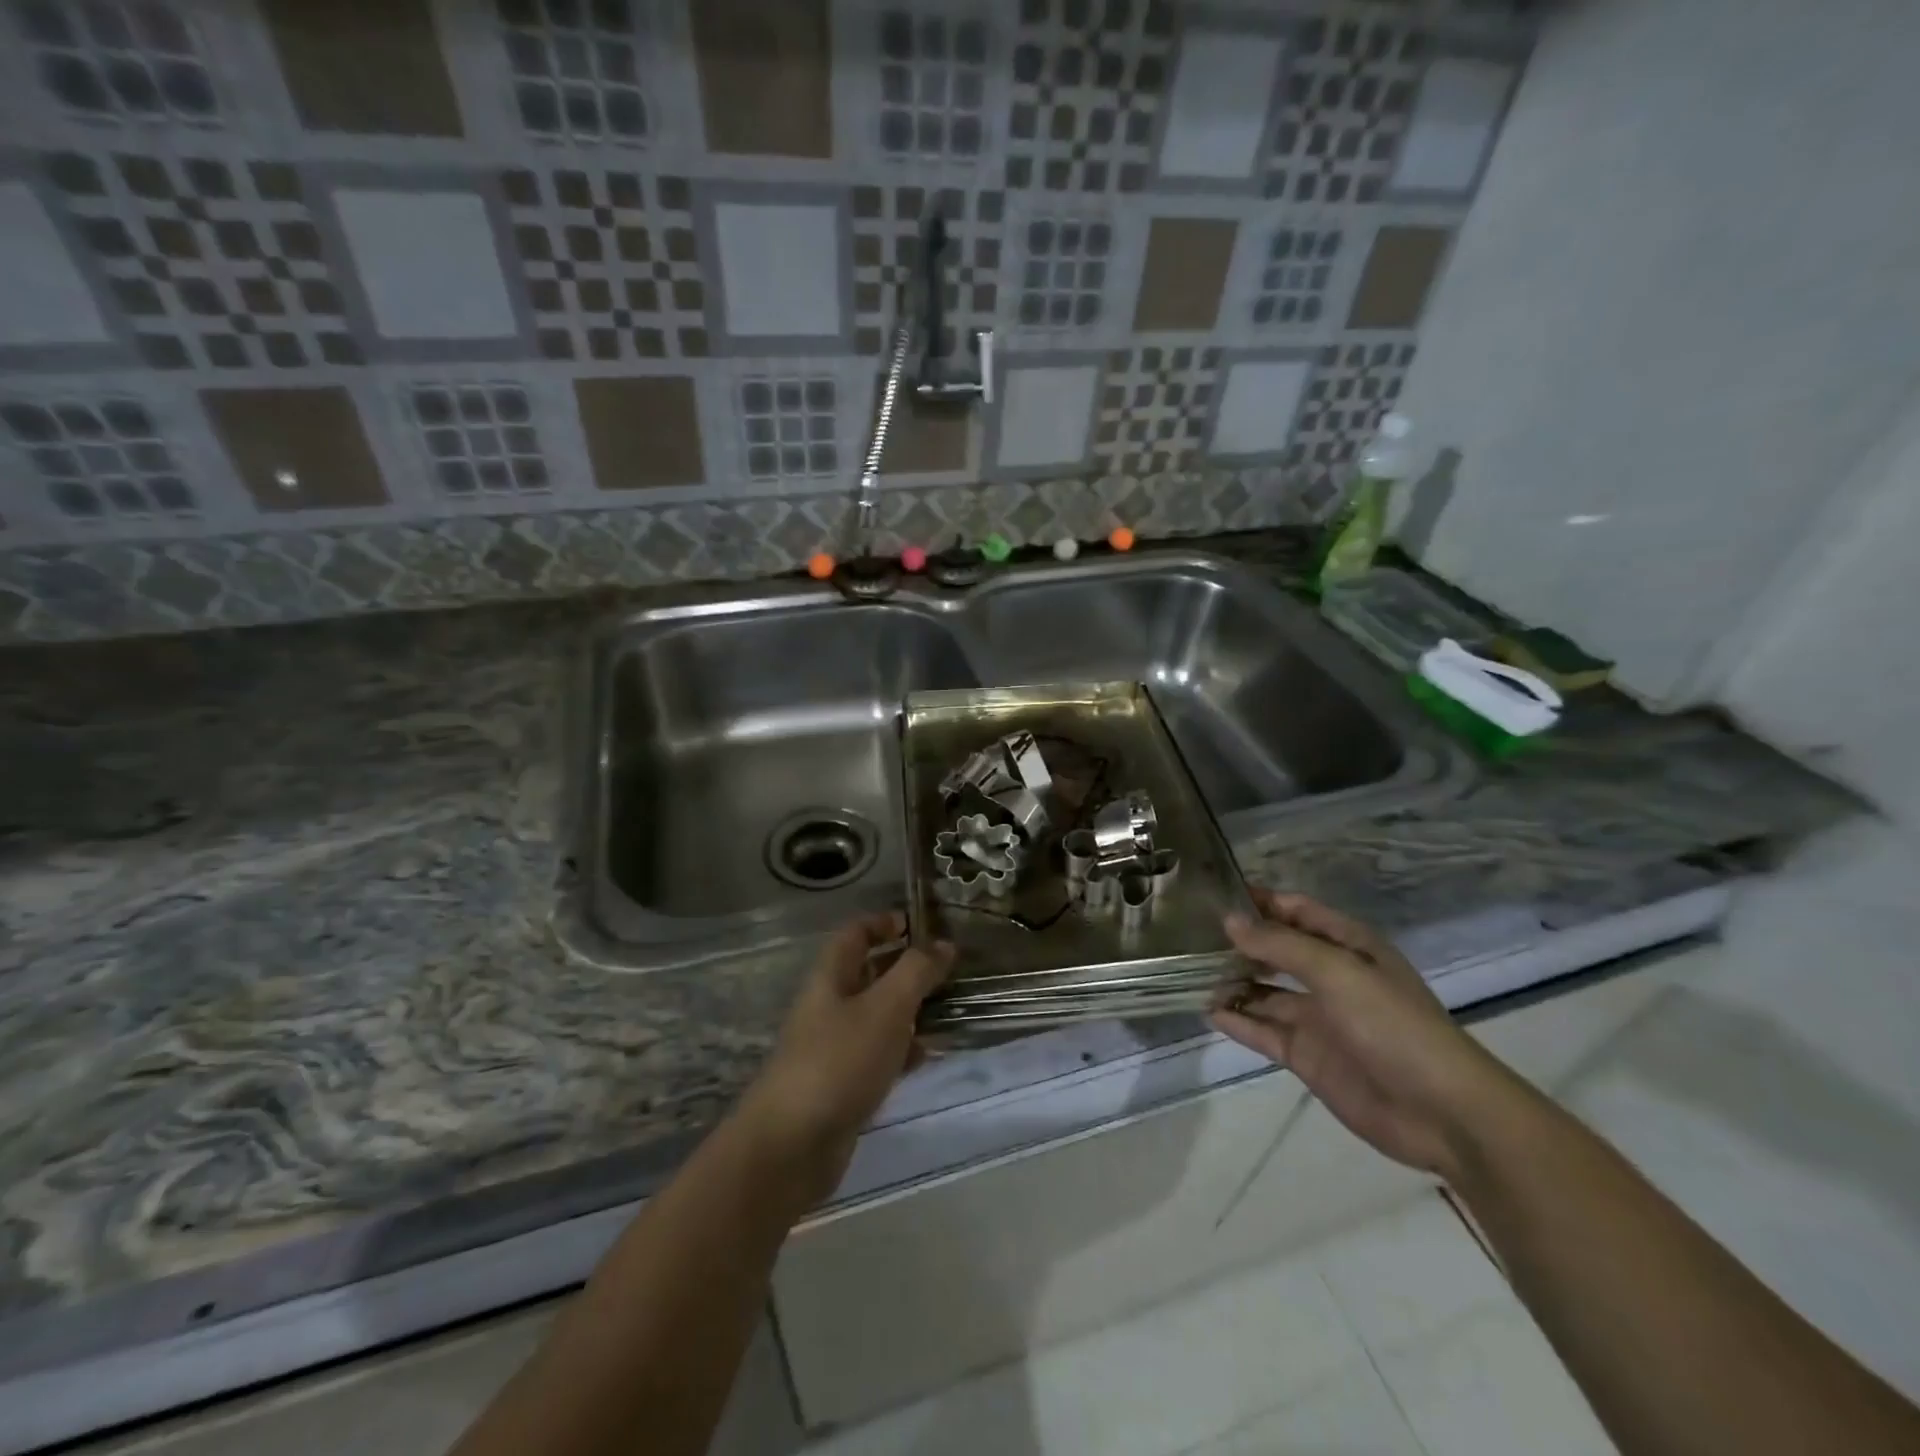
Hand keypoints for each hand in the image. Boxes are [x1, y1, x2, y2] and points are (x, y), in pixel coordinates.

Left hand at [736, 913, 953, 1199]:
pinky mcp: (843, 1085)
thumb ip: (916, 972)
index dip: (883, 923)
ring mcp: (834, 1047)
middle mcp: (829, 1006)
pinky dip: (904, 1051)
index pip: (854, 934)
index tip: (921, 925)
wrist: (791, 1146)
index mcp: (831, 977)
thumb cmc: (839, 1061)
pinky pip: (879, 1055)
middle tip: (948, 968)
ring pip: (878, 1015)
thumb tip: (943, 944)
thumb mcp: (885, 1008)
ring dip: (910, 1009)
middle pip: (868, 973)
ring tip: (950, 1008)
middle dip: (906, 967)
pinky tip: (930, 1056)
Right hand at [1211, 891, 1514, 1179]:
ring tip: (1187, 972)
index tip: (1213, 894)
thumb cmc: (1393, 1025)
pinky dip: (1237, 1020)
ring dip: (1232, 982)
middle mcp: (1329, 976)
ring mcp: (1317, 1018)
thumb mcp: (1336, 972)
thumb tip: (1229, 921)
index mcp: (1347, 946)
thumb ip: (1280, 945)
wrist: (1442, 1113)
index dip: (1259, 901)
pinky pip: (1263, 1030)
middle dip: (1239, 942)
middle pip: (1276, 950)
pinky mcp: (1307, 1055)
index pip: (1296, 910)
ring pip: (1264, 991)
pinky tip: (1207, 1011)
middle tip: (1188, 934)